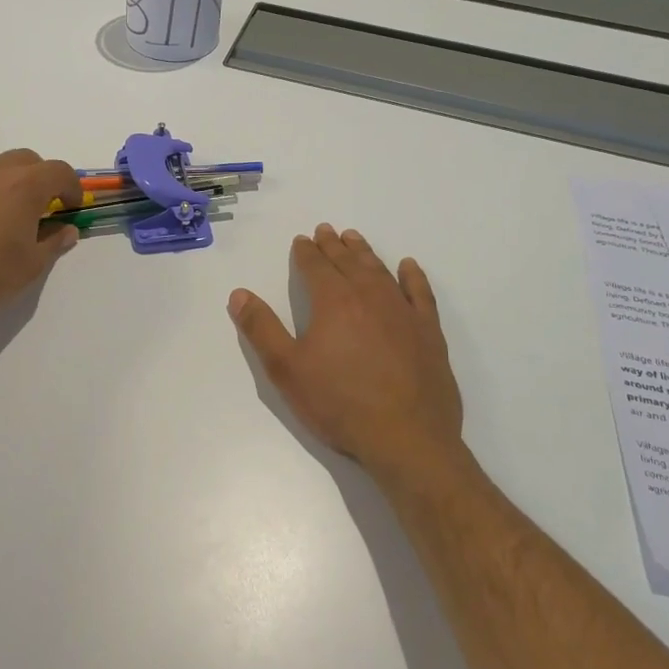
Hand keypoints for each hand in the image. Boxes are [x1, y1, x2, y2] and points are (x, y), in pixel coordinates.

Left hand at [0, 149, 81, 335]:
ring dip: (12, 182)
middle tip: (43, 207)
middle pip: (28, 160)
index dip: (72, 187)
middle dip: (42, 178)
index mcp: (26, 185)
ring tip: (9, 215)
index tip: (72, 207)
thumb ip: (54, 242)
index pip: (60, 171)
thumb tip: (67, 230)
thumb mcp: (32, 264)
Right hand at [230, 224, 463, 485]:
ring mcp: (403, 312)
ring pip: (380, 271)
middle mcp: (369, 296)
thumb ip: (261, 328)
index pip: (315, 266)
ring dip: (365, 253)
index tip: (301, 241)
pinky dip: (413, 276)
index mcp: (333, 301)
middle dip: (333, 245)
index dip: (305, 252)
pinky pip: (420, 293)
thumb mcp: (287, 370)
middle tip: (326, 230)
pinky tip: (408, 267)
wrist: (406, 438)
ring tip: (355, 239)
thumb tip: (239, 294)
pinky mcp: (429, 332)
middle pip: (347, 262)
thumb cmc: (339, 404)